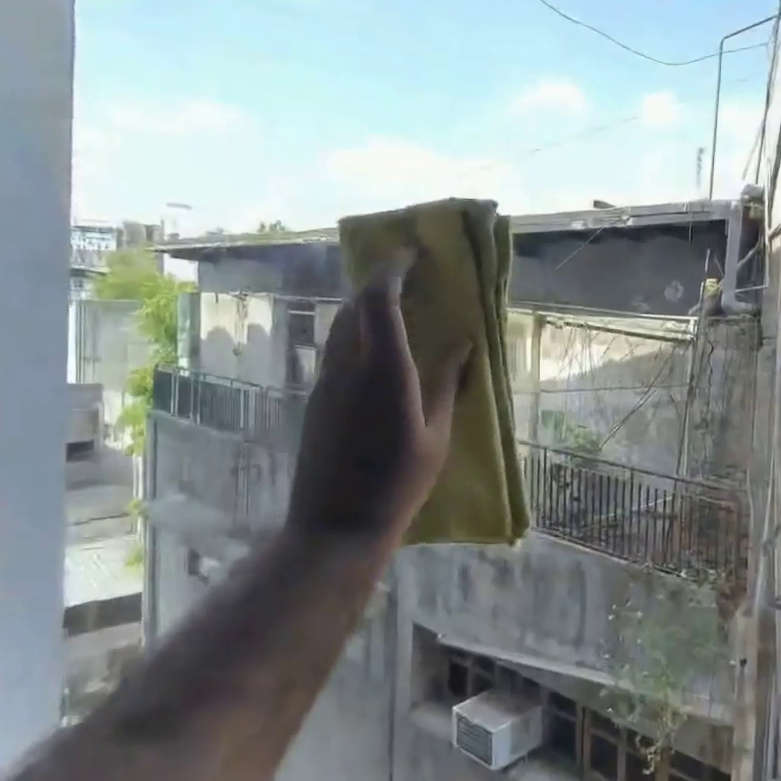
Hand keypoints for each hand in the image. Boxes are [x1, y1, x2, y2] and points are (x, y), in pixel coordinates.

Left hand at [287, 257, 467, 550]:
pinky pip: (337, 348)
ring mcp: (326, 381)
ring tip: (397, 308)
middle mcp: (349, 366)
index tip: (413, 254)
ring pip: (342, 325)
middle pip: (356, 304)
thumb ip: (446, 384)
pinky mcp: (317, 398)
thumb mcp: (436, 436)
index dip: (394, 269)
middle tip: (410, 276)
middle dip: (381, 282)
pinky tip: (378, 350)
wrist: (335, 526)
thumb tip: (464, 345)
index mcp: (385, 370)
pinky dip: (357, 332)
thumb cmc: (398, 484)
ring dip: (366, 306)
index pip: (380, 299)